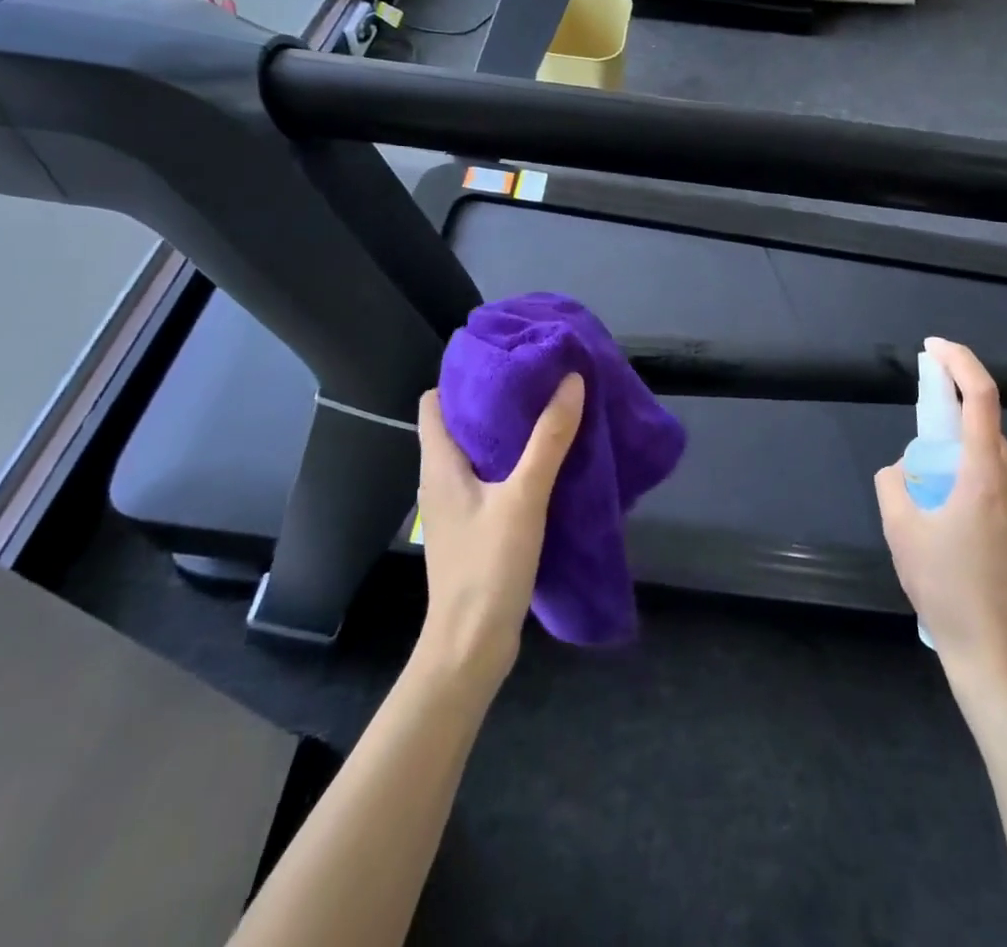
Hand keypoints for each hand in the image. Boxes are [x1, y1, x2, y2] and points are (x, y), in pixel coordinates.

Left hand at [414, 373, 584, 689]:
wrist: (471, 647)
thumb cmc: (487, 567)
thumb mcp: (523, 497)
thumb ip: (548, 439)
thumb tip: (571, 380)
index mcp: (439, 464)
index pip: (435, 402)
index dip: (464, 376)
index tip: (505, 358)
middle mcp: (441, 479)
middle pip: (460, 422)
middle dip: (497, 398)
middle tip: (540, 378)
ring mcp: (457, 505)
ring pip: (479, 451)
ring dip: (509, 431)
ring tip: (549, 410)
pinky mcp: (475, 526)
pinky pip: (492, 477)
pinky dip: (514, 461)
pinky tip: (547, 461)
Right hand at [874, 338, 1006, 689]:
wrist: (998, 654)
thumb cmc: (946, 588)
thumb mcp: (901, 531)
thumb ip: (893, 483)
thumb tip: (902, 468)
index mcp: (986, 476)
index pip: (981, 398)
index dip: (960, 362)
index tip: (934, 347)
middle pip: (985, 429)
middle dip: (950, 422)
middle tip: (919, 450)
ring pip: (994, 459)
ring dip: (962, 458)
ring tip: (934, 500)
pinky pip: (1004, 485)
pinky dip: (977, 481)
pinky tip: (957, 523)